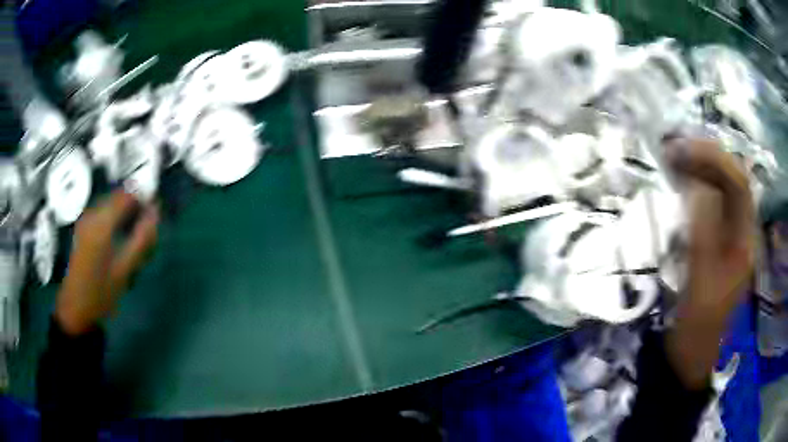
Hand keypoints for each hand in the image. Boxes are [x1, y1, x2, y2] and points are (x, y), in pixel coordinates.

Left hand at [55, 191, 158, 335]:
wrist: (76, 309)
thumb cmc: (101, 292)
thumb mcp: (125, 270)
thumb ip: (142, 239)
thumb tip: (156, 212)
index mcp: (102, 222)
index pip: (127, 195)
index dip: (143, 199)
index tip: (154, 215)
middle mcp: (92, 214)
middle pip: (118, 197)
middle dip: (134, 207)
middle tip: (145, 230)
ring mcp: (85, 220)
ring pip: (110, 205)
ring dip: (124, 214)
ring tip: (132, 236)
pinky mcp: (82, 228)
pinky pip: (102, 213)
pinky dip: (114, 219)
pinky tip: (117, 239)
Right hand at [663, 137, 754, 388]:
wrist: (691, 353)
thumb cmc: (697, 325)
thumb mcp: (700, 284)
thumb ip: (702, 234)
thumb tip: (696, 187)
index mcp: (745, 241)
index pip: (738, 184)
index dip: (714, 160)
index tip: (681, 151)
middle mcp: (742, 230)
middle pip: (731, 178)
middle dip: (705, 157)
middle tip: (673, 148)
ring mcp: (730, 234)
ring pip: (721, 186)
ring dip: (699, 167)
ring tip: (673, 157)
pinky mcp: (717, 239)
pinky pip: (710, 201)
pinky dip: (695, 185)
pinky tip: (679, 180)